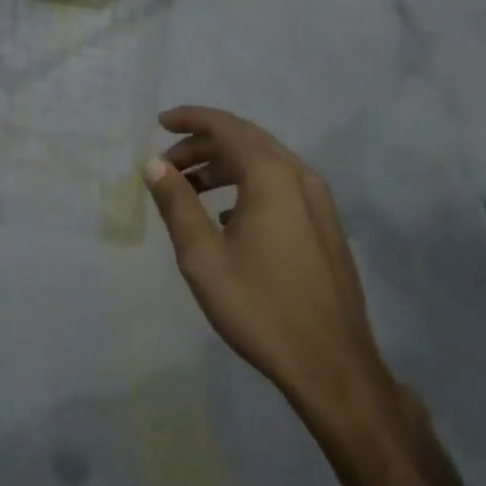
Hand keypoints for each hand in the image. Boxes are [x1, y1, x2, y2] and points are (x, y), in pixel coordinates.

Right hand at [143, 106, 393, 436]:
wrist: (332, 366)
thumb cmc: (260, 307)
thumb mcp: (203, 257)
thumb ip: (176, 203)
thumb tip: (153, 163)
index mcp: (272, 177)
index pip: (226, 127)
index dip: (191, 119)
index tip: (159, 122)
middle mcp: (300, 177)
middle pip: (246, 140)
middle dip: (203, 143)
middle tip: (166, 163)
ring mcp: (319, 202)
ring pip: (265, 162)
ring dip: (224, 165)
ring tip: (189, 188)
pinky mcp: (325, 225)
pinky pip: (280, 184)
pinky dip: (247, 183)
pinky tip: (225, 215)